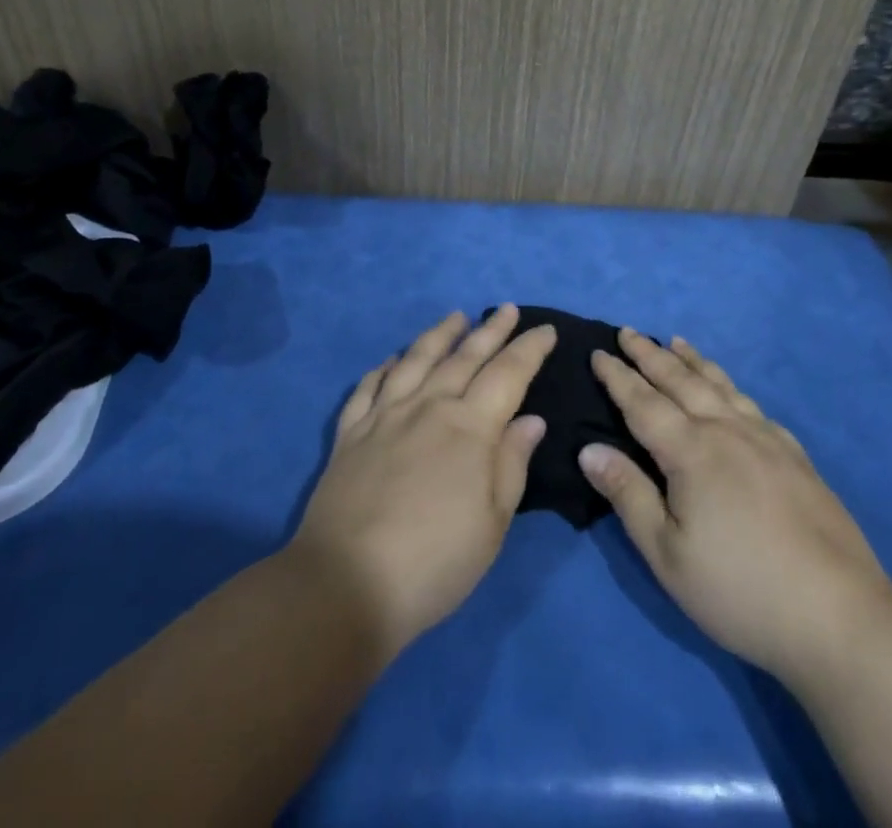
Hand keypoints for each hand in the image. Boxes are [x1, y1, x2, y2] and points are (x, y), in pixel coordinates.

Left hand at [289, 305, 555, 659]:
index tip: (545, 329)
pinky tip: (392, 359)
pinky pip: (369, 386)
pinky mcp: (351, 432)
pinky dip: (384, 367)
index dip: (529, 349)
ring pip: (416, 360)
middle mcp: (428, 407)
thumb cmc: (434, 562)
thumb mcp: (492, 524)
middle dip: (490, 330)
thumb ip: (511, 464)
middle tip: (506, 308)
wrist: (346, 583)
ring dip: (439, 335)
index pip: (507, 374)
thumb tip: (530, 419)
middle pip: (464, 357)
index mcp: (469, 427)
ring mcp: (385, 415)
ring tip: (455, 317)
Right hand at [579, 330, 891, 678]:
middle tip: (628, 332)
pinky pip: (753, 405)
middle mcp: (727, 431)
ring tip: (676, 342)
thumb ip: (628, 495)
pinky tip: (731, 392)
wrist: (840, 617)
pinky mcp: (795, 457)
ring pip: (720, 386)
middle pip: (681, 381)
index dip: (618, 377)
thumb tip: (589, 449)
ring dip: (692, 361)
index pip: (643, 402)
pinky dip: (730, 386)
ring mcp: (766, 440)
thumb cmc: (740, 590)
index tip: (598, 352)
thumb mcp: (668, 554)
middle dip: (650, 355)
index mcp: (691, 451)